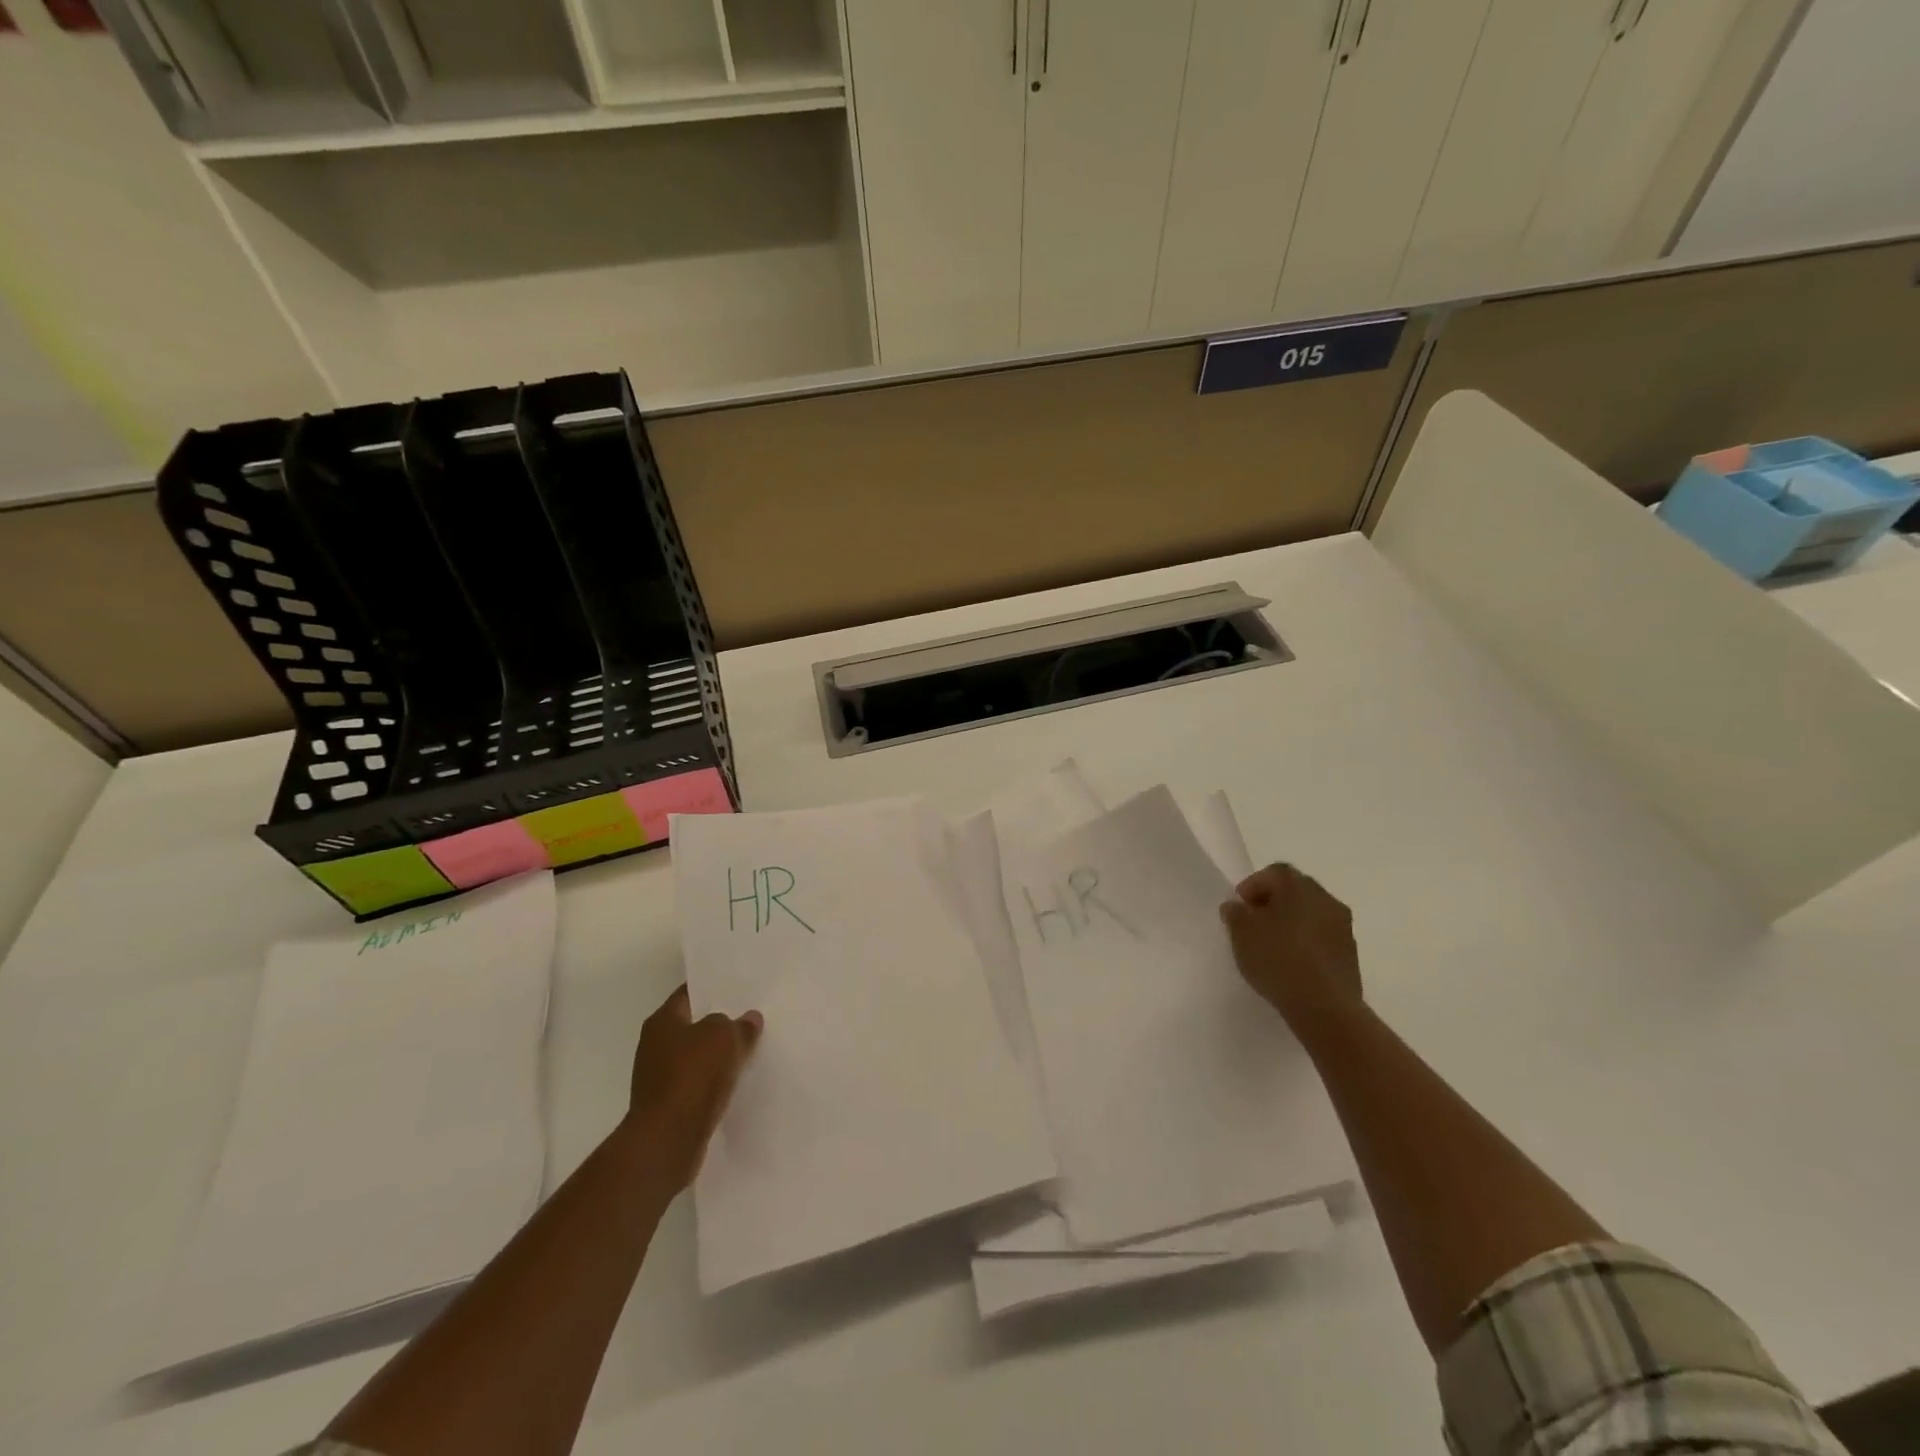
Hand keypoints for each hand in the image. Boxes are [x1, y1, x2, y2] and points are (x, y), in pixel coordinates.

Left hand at [623, 985, 762, 1190]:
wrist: (668, 1141)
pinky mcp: (668, 1107)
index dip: (713, 989)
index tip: (739, 988)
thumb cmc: (693, 1076)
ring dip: (718, 1057)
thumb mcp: (725, 1036)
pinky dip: (714, 1083)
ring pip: (697, 1058)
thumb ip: (739, 1024)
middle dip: (719, 1024)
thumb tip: (748, 1019)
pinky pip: (697, 1085)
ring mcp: (659, 1078)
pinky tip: (737, 1082)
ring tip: (750, 1050)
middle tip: (751, 1018)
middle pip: (693, 1026)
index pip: (689, 994)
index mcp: (662, 1021)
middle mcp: (654, 1046)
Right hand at [1219, 863, 1362, 1029]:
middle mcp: (1326, 899)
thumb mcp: (1241, 933)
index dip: (1253, 885)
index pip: (1275, 872)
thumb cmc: (1278, 959)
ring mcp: (1343, 927)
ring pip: (1311, 915)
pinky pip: (1322, 938)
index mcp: (1300, 886)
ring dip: (1291, 924)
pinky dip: (1306, 943)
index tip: (1240, 907)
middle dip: (1273, 903)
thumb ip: (1235, 913)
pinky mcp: (1351, 955)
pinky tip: (1291, 964)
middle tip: (1253, 924)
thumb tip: (1237, 907)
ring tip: (1271, 947)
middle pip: (1295, 891)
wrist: (1325, 1007)